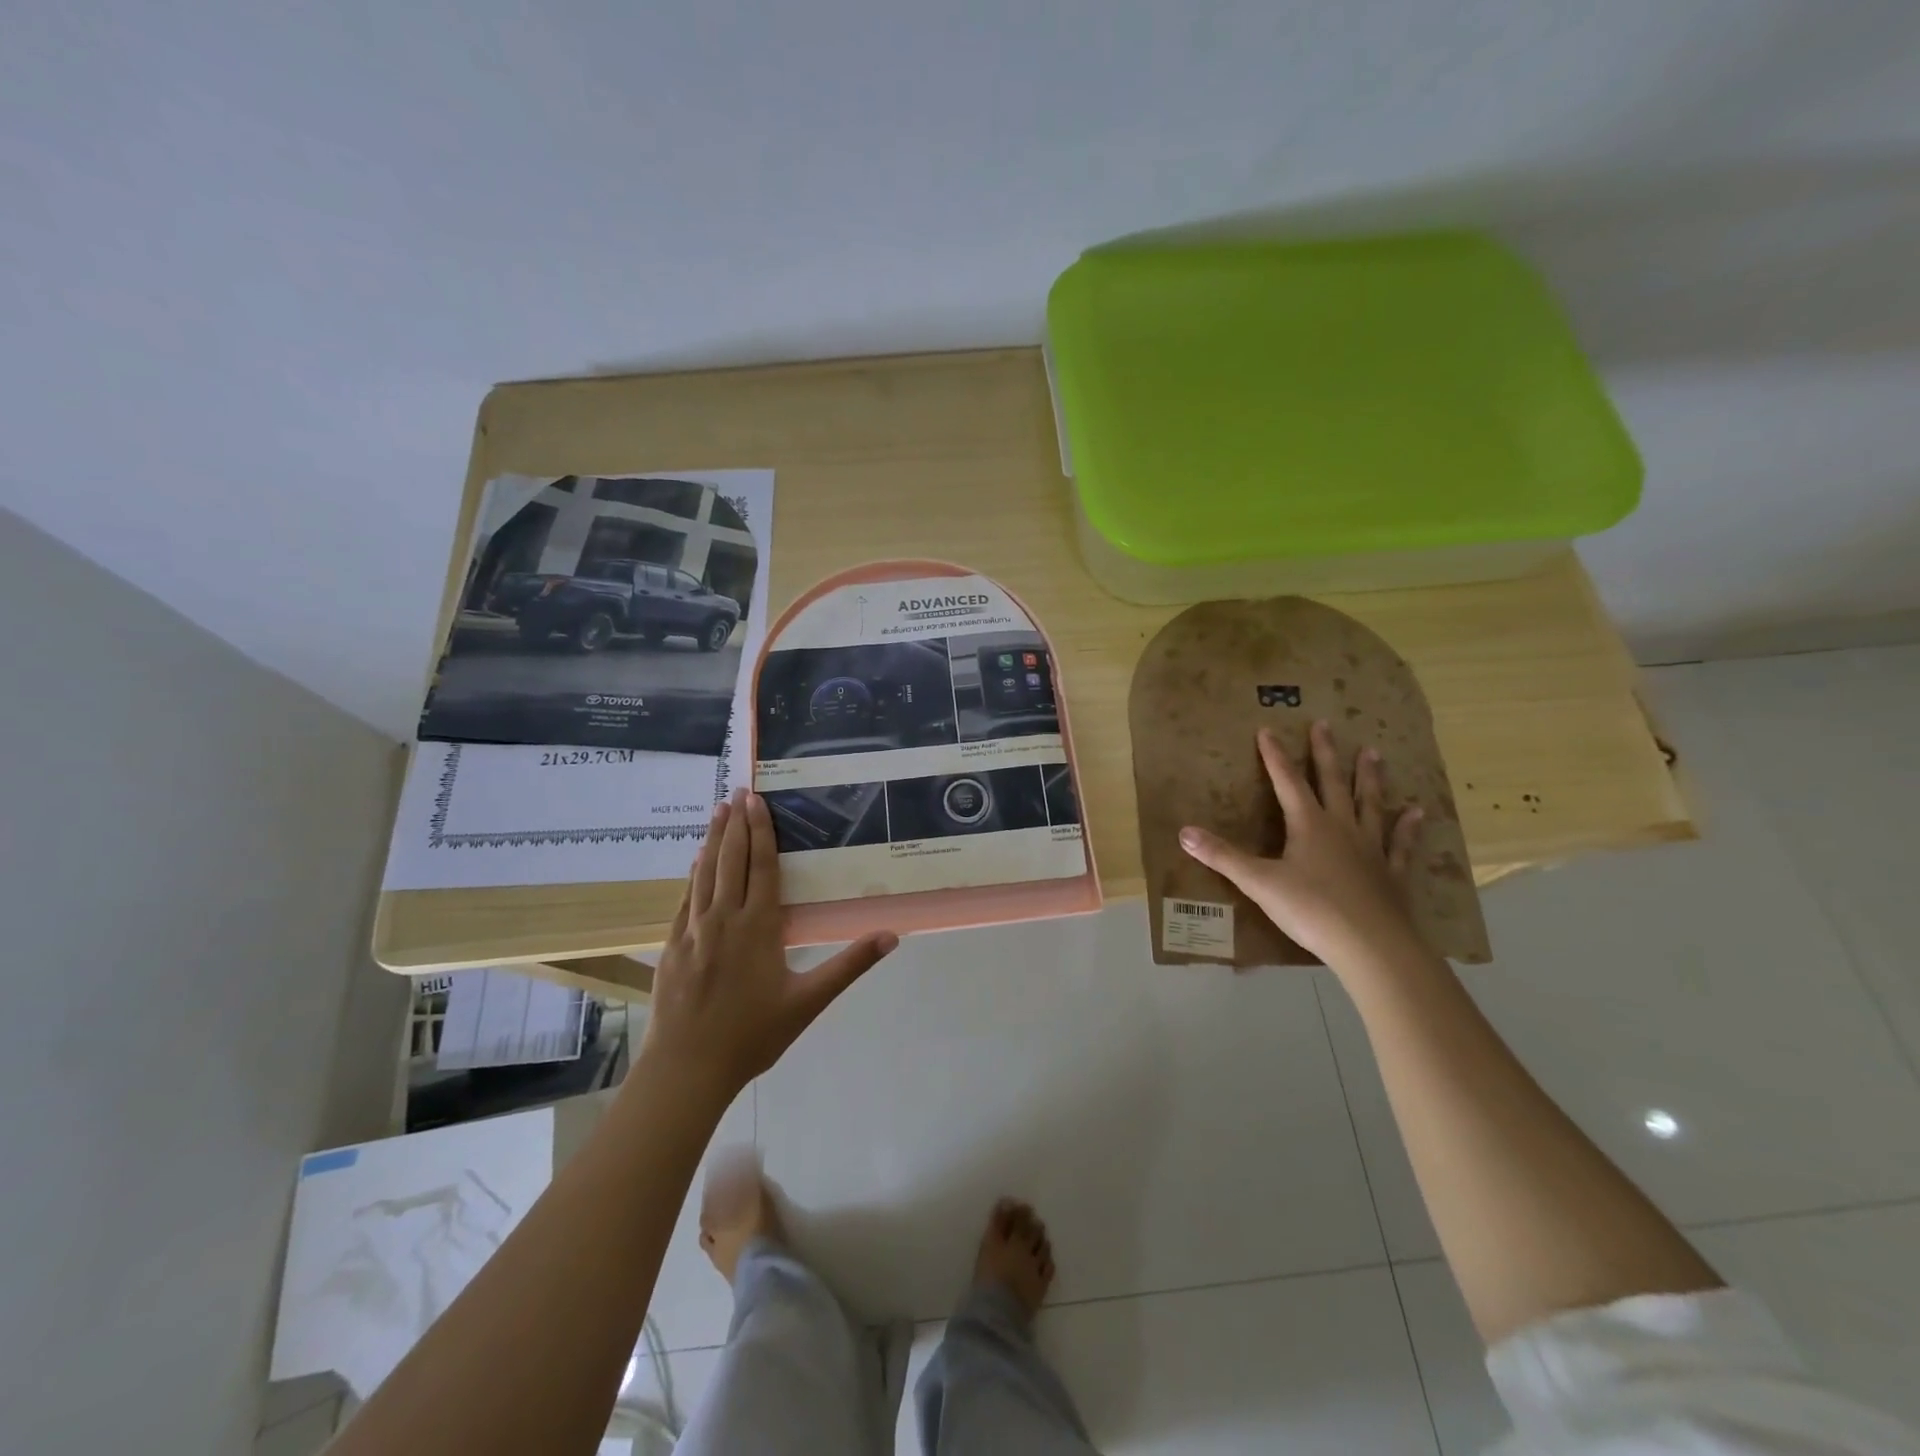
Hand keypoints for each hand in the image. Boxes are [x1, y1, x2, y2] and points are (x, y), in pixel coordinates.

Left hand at [641, 789, 897, 1097]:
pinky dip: (691, 875)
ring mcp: (693, 930)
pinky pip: (685, 899)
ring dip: (712, 840)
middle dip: (736, 824)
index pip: (762, 866)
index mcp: (758, 926)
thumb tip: (891, 936)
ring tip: (717, 812)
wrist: (687, 1068)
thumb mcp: (809, 1001)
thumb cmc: (754, 1034)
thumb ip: (849, 965)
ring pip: (704, 874)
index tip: (756, 801)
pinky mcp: (672, 946)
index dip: (761, 830)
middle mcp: (724, 918)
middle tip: (737, 791)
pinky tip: (694, 862)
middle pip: (731, 860)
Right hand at [1178, 721, 1424, 970]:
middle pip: (1332, 782)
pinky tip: (1417, 812)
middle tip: (1326, 724)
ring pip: (1369, 804)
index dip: (1275, 756)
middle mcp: (1341, 827)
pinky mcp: (1392, 874)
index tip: (1267, 730)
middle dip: (1325, 753)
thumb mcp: (1258, 883)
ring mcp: (1371, 848)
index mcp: (1308, 825)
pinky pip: (1400, 843)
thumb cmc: (1311, 910)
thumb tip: (1184, 833)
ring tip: (1374, 753)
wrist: (1372, 946)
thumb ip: (1223, 856)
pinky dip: (1407, 827)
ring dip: (1369, 778)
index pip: (1286, 781)